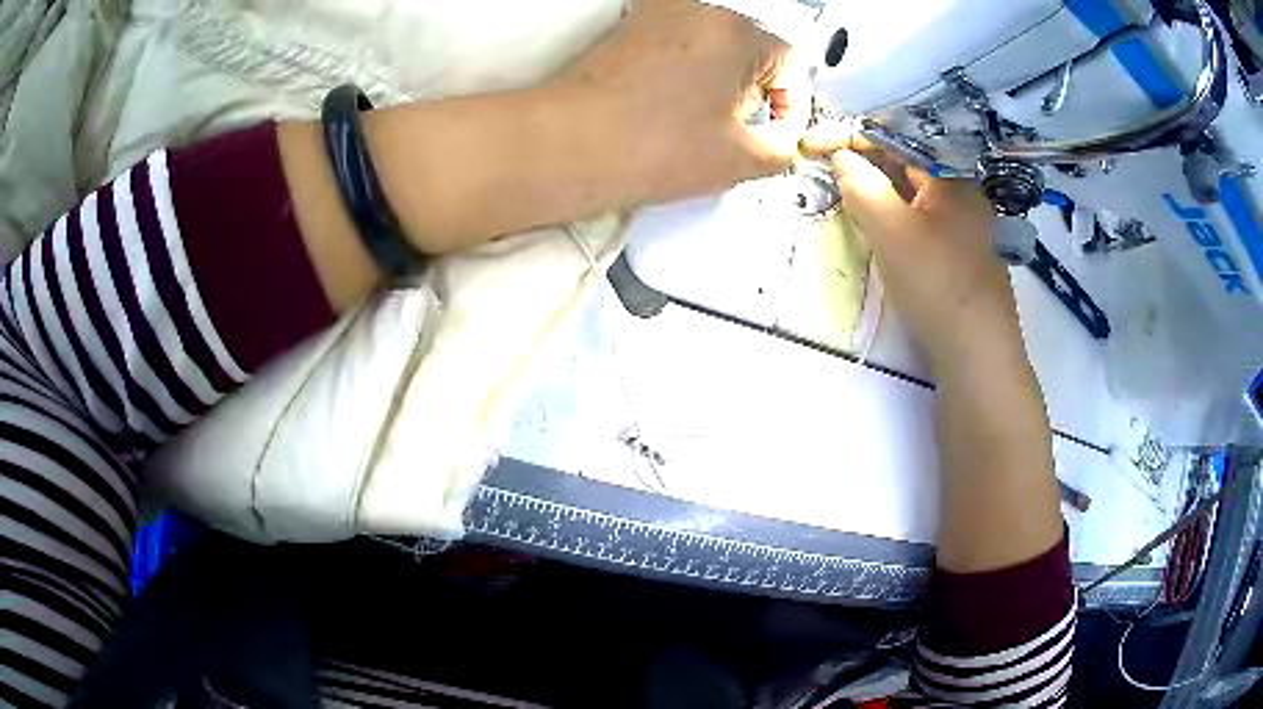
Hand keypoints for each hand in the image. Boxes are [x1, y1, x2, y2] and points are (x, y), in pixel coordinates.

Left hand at [551, 0, 811, 202]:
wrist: (570, 145)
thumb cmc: (651, 147)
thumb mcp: (743, 159)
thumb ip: (783, 147)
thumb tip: (782, 139)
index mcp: (737, 33)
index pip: (790, 65)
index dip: (791, 107)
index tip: (778, 136)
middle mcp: (699, 11)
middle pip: (751, 52)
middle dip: (755, 95)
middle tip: (739, 134)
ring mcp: (659, 15)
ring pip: (714, 49)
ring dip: (722, 85)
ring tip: (701, 126)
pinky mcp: (630, 29)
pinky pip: (679, 48)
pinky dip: (687, 75)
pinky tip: (671, 110)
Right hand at [806, 128, 1025, 375]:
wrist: (978, 355)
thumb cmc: (938, 286)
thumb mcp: (891, 233)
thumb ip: (861, 187)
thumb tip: (839, 156)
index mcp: (953, 176)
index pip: (896, 139)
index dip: (851, 137)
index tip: (812, 144)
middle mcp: (965, 192)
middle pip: (908, 161)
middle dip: (864, 159)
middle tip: (825, 166)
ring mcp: (968, 223)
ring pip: (915, 190)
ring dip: (879, 186)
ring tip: (844, 189)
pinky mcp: (963, 251)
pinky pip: (924, 215)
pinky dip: (896, 211)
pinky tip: (880, 223)